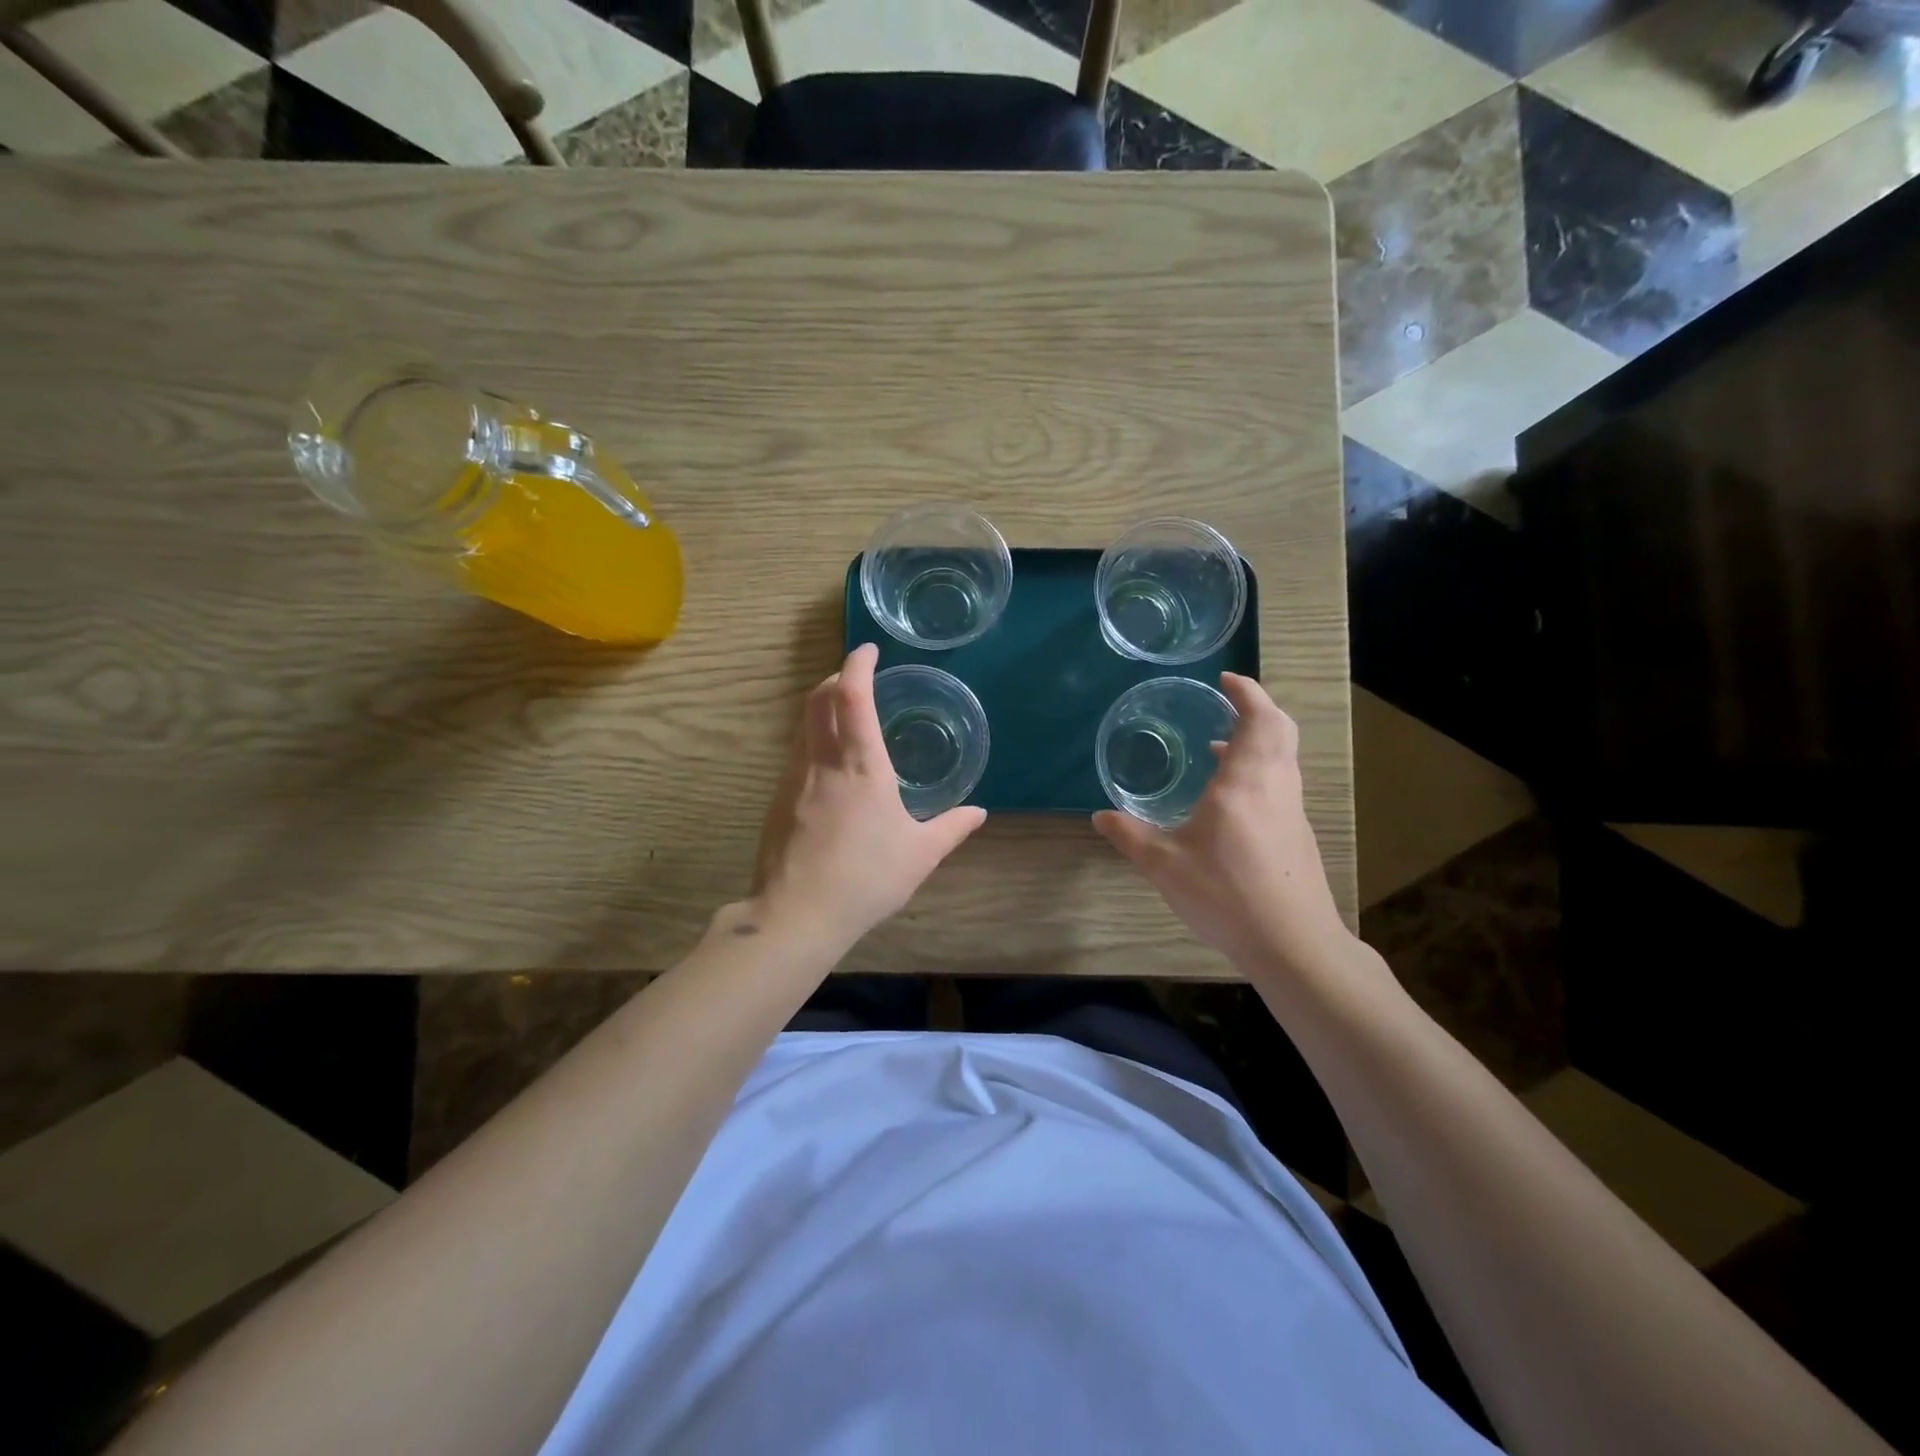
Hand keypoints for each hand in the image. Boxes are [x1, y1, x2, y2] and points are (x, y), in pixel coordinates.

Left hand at [751, 643, 986, 949]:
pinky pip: (797, 754)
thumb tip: (979, 813)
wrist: (797, 915)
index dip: (857, 664)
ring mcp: (794, 780)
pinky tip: (831, 769)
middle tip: (857, 679)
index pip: (851, 695)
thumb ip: (952, 828)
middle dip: (836, 678)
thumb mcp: (920, 855)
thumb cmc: (866, 879)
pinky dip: (814, 741)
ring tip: (846, 719)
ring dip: (822, 708)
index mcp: (861, 766)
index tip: (868, 651)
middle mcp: (823, 762)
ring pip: (803, 726)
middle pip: (818, 699)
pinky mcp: (778, 800)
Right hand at [1094, 674, 1350, 977]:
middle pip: (1280, 730)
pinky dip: (1260, 769)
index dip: (1246, 692)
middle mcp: (1275, 786)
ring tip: (1219, 748)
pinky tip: (1229, 799)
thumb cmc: (1226, 894)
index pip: (1258, 718)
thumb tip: (1099, 816)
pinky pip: (1280, 782)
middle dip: (1256, 708)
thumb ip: (1129, 835)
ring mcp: (1291, 810)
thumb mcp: (1164, 865)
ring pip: (1283, 757)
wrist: (1292, 943)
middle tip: (1225, 704)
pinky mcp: (1297, 834)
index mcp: (1244, 782)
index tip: (1225, 680)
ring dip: (1257, 741)